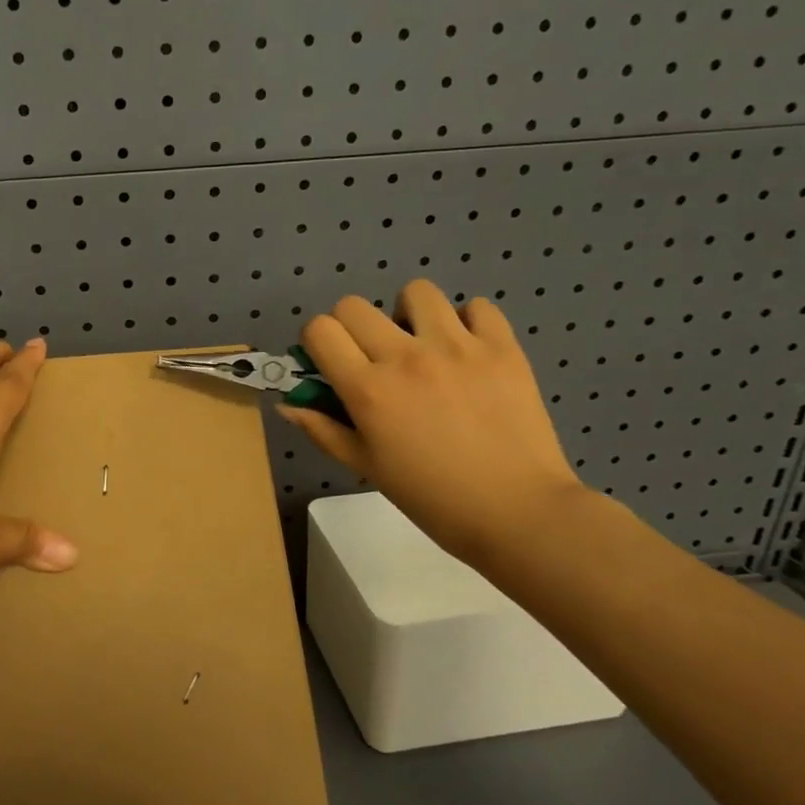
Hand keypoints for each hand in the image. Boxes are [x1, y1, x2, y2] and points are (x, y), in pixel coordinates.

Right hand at [281, 280, 588, 566]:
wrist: (517, 512)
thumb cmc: (432, 497)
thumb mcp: (366, 467)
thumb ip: (322, 429)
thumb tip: (288, 404)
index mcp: (367, 389)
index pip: (319, 330)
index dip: (317, 342)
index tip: (330, 362)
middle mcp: (405, 356)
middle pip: (354, 305)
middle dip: (351, 327)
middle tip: (372, 357)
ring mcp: (457, 346)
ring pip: (415, 292)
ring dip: (408, 314)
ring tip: (423, 344)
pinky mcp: (502, 346)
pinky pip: (477, 306)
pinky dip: (467, 322)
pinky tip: (467, 351)